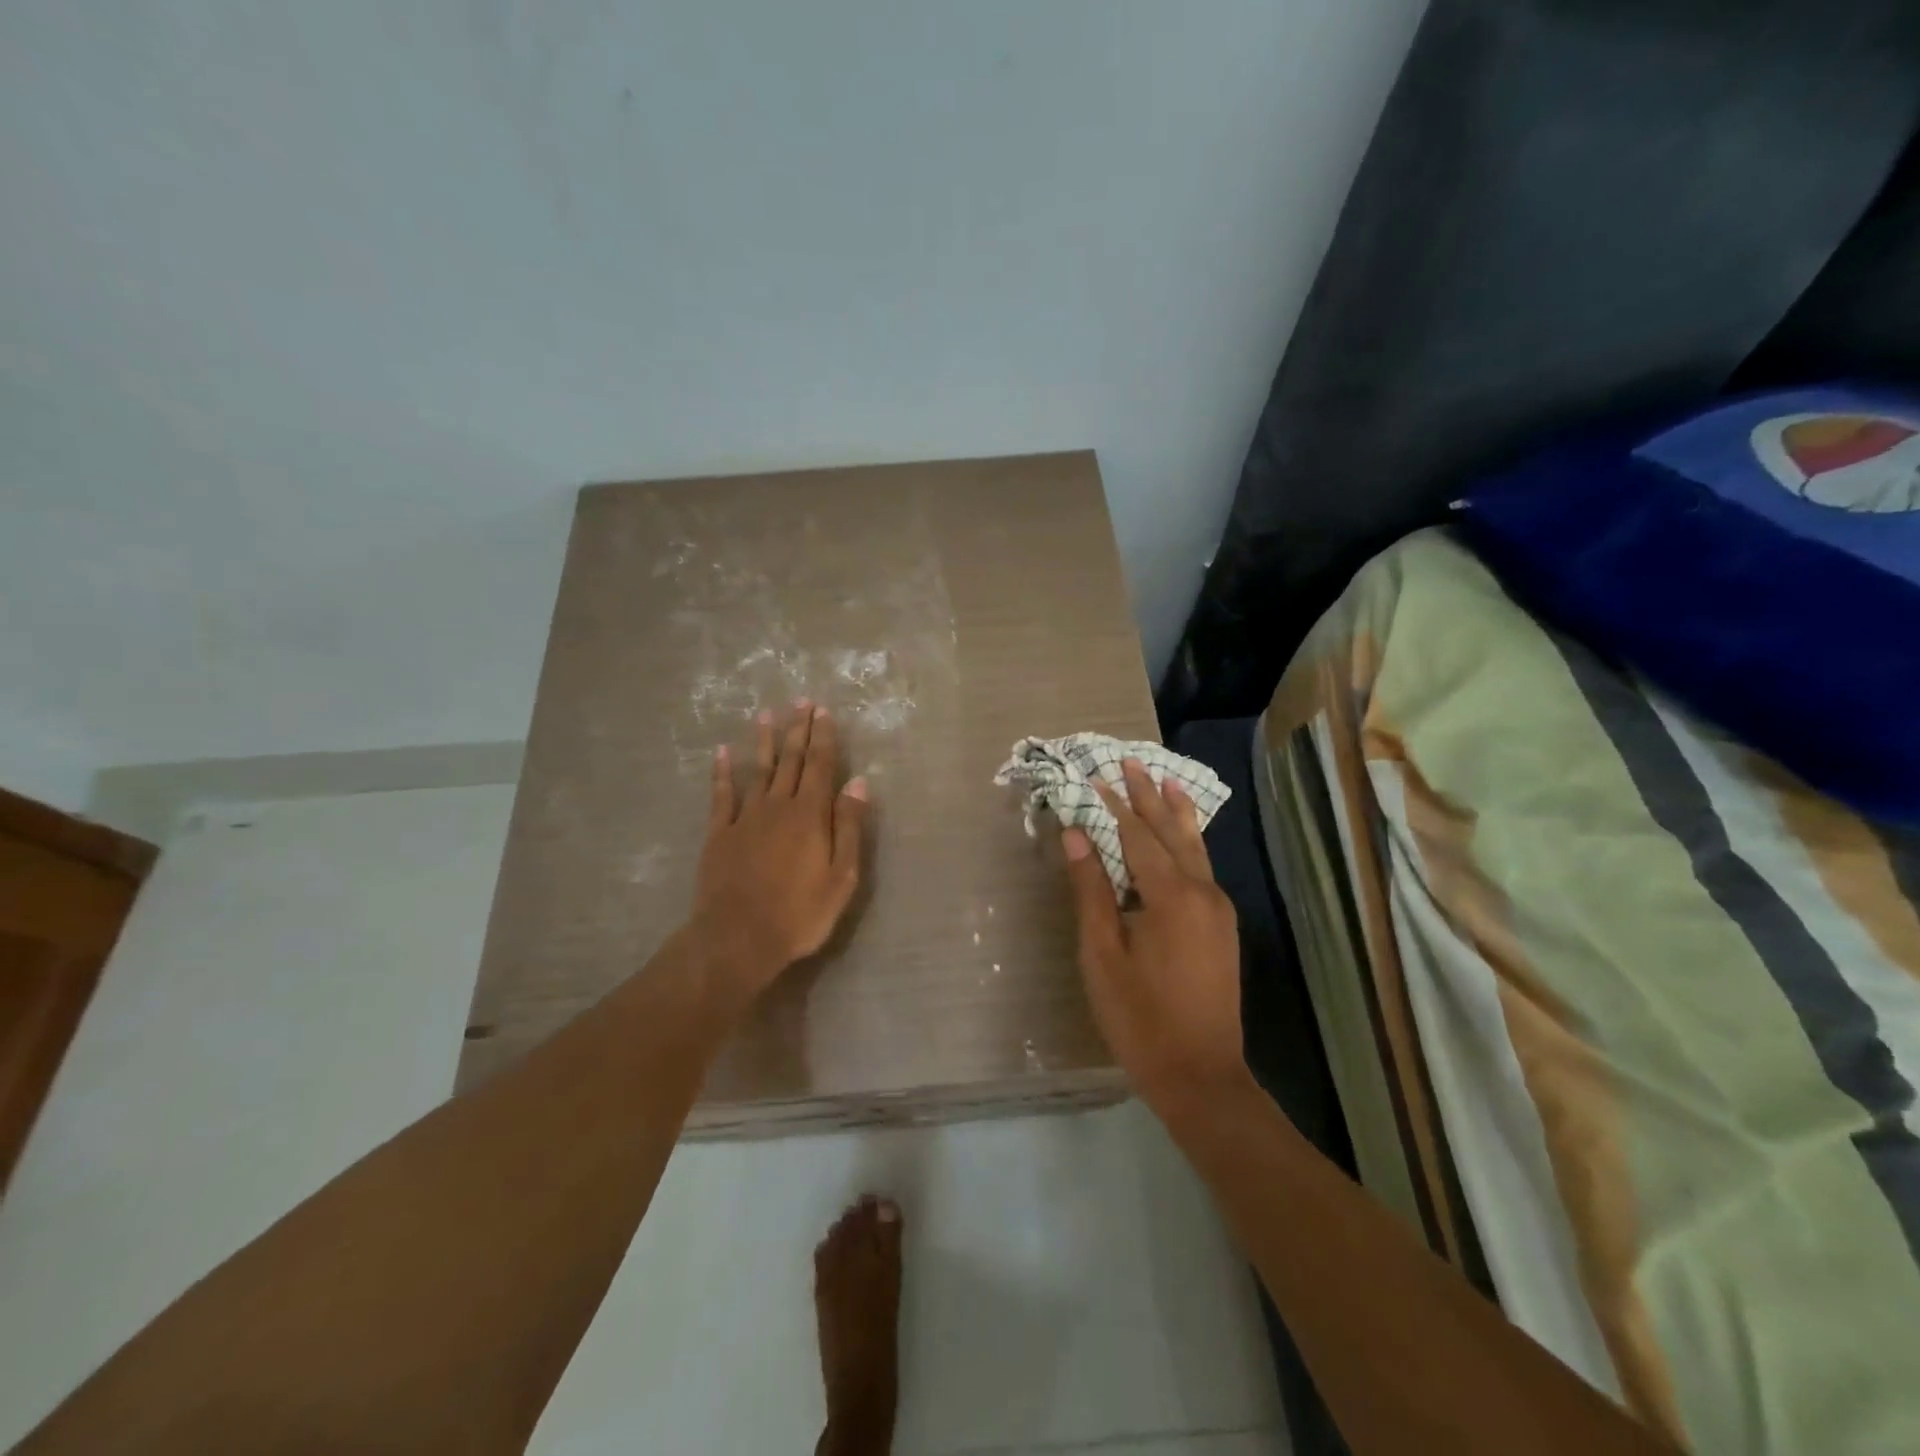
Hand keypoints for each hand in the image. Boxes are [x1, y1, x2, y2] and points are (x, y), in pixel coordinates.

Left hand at [691, 701, 868, 1005]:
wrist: (738, 938)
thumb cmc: (799, 913)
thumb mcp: (841, 876)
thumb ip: (848, 826)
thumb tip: (858, 782)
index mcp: (810, 815)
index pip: (821, 767)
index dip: (824, 738)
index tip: (823, 712)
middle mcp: (778, 806)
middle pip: (791, 761)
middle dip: (798, 730)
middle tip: (801, 702)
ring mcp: (745, 818)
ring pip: (758, 771)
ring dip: (764, 742)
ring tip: (767, 715)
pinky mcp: (720, 834)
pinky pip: (721, 795)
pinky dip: (722, 773)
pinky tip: (722, 754)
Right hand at [1063, 759, 1248, 1119]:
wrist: (1201, 1075)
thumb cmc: (1140, 1017)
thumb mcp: (1102, 954)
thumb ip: (1091, 890)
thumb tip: (1075, 835)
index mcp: (1170, 896)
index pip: (1136, 835)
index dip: (1114, 805)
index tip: (1096, 775)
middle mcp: (1202, 892)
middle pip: (1171, 833)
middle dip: (1149, 797)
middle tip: (1132, 761)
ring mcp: (1218, 909)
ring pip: (1194, 848)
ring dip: (1176, 813)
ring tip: (1167, 780)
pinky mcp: (1222, 926)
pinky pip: (1202, 868)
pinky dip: (1187, 843)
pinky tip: (1182, 835)